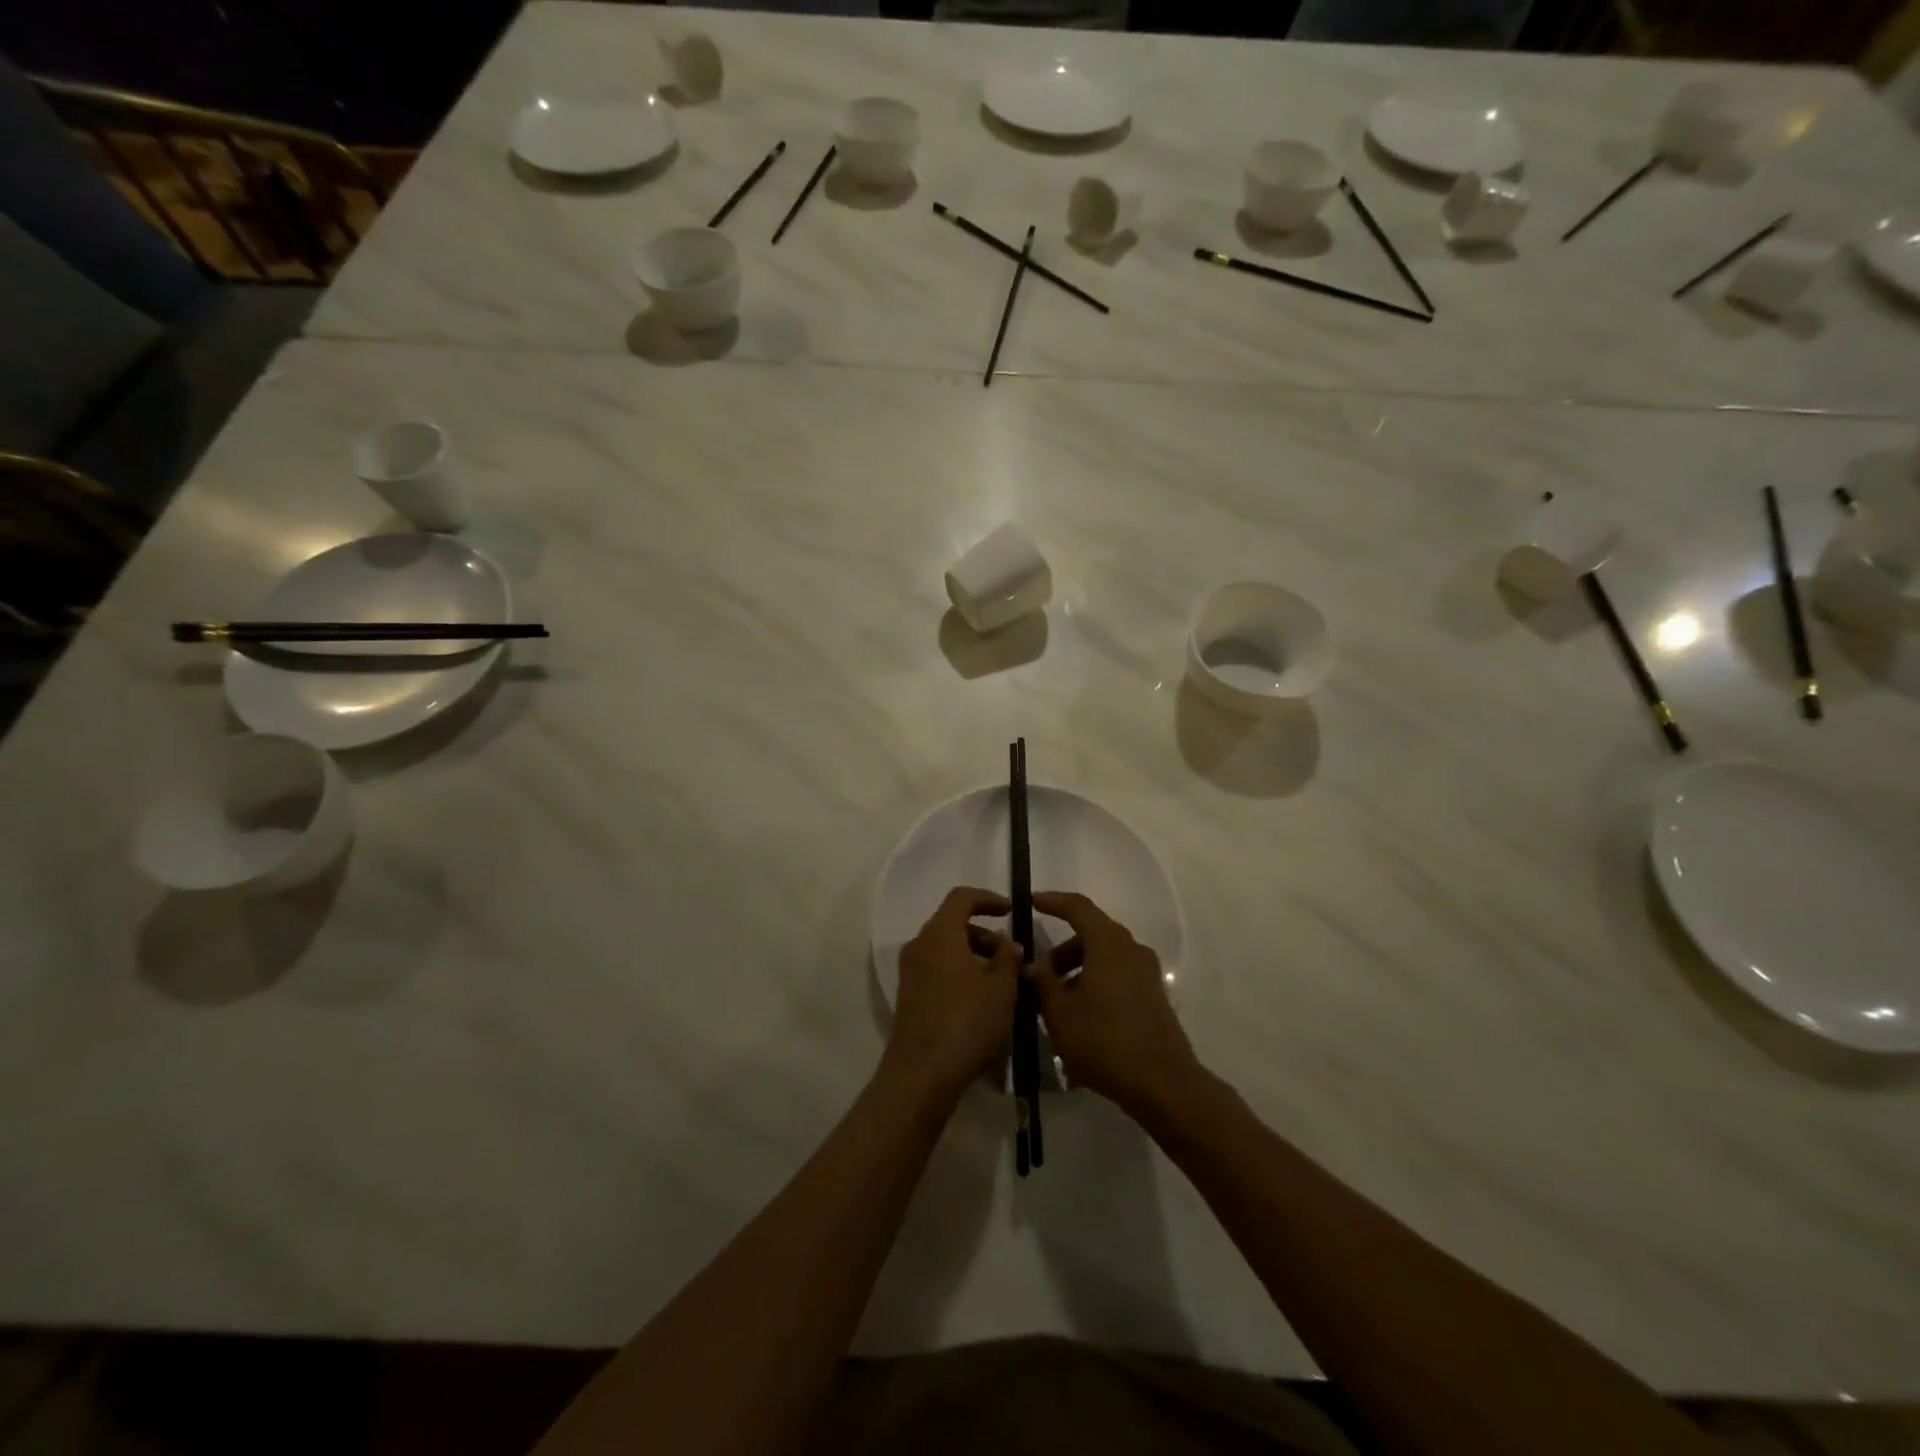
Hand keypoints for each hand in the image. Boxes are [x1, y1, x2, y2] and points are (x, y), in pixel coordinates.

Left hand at [881, 887, 1020, 1108]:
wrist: (922, 1074)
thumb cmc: (966, 1022)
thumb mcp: (1001, 988)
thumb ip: (1008, 958)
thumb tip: (1007, 944)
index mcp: (939, 934)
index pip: (961, 898)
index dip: (988, 898)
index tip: (1011, 910)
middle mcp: (919, 946)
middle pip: (953, 924)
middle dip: (986, 934)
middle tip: (1013, 956)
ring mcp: (911, 972)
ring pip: (947, 949)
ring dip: (975, 955)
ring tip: (1004, 981)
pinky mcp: (910, 996)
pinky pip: (938, 969)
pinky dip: (961, 972)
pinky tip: (983, 1000)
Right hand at [1027, 891, 1200, 1116]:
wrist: (1162, 1083)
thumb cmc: (1104, 1040)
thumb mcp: (1059, 1012)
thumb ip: (1041, 982)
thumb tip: (1032, 964)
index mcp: (1108, 943)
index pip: (1078, 907)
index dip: (1052, 901)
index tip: (1030, 902)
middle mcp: (1131, 949)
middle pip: (1091, 934)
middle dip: (1062, 950)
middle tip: (1039, 974)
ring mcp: (1147, 973)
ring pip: (1105, 957)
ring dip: (1078, 970)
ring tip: (1056, 1002)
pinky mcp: (1154, 996)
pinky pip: (1118, 976)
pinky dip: (1096, 983)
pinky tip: (1080, 1016)